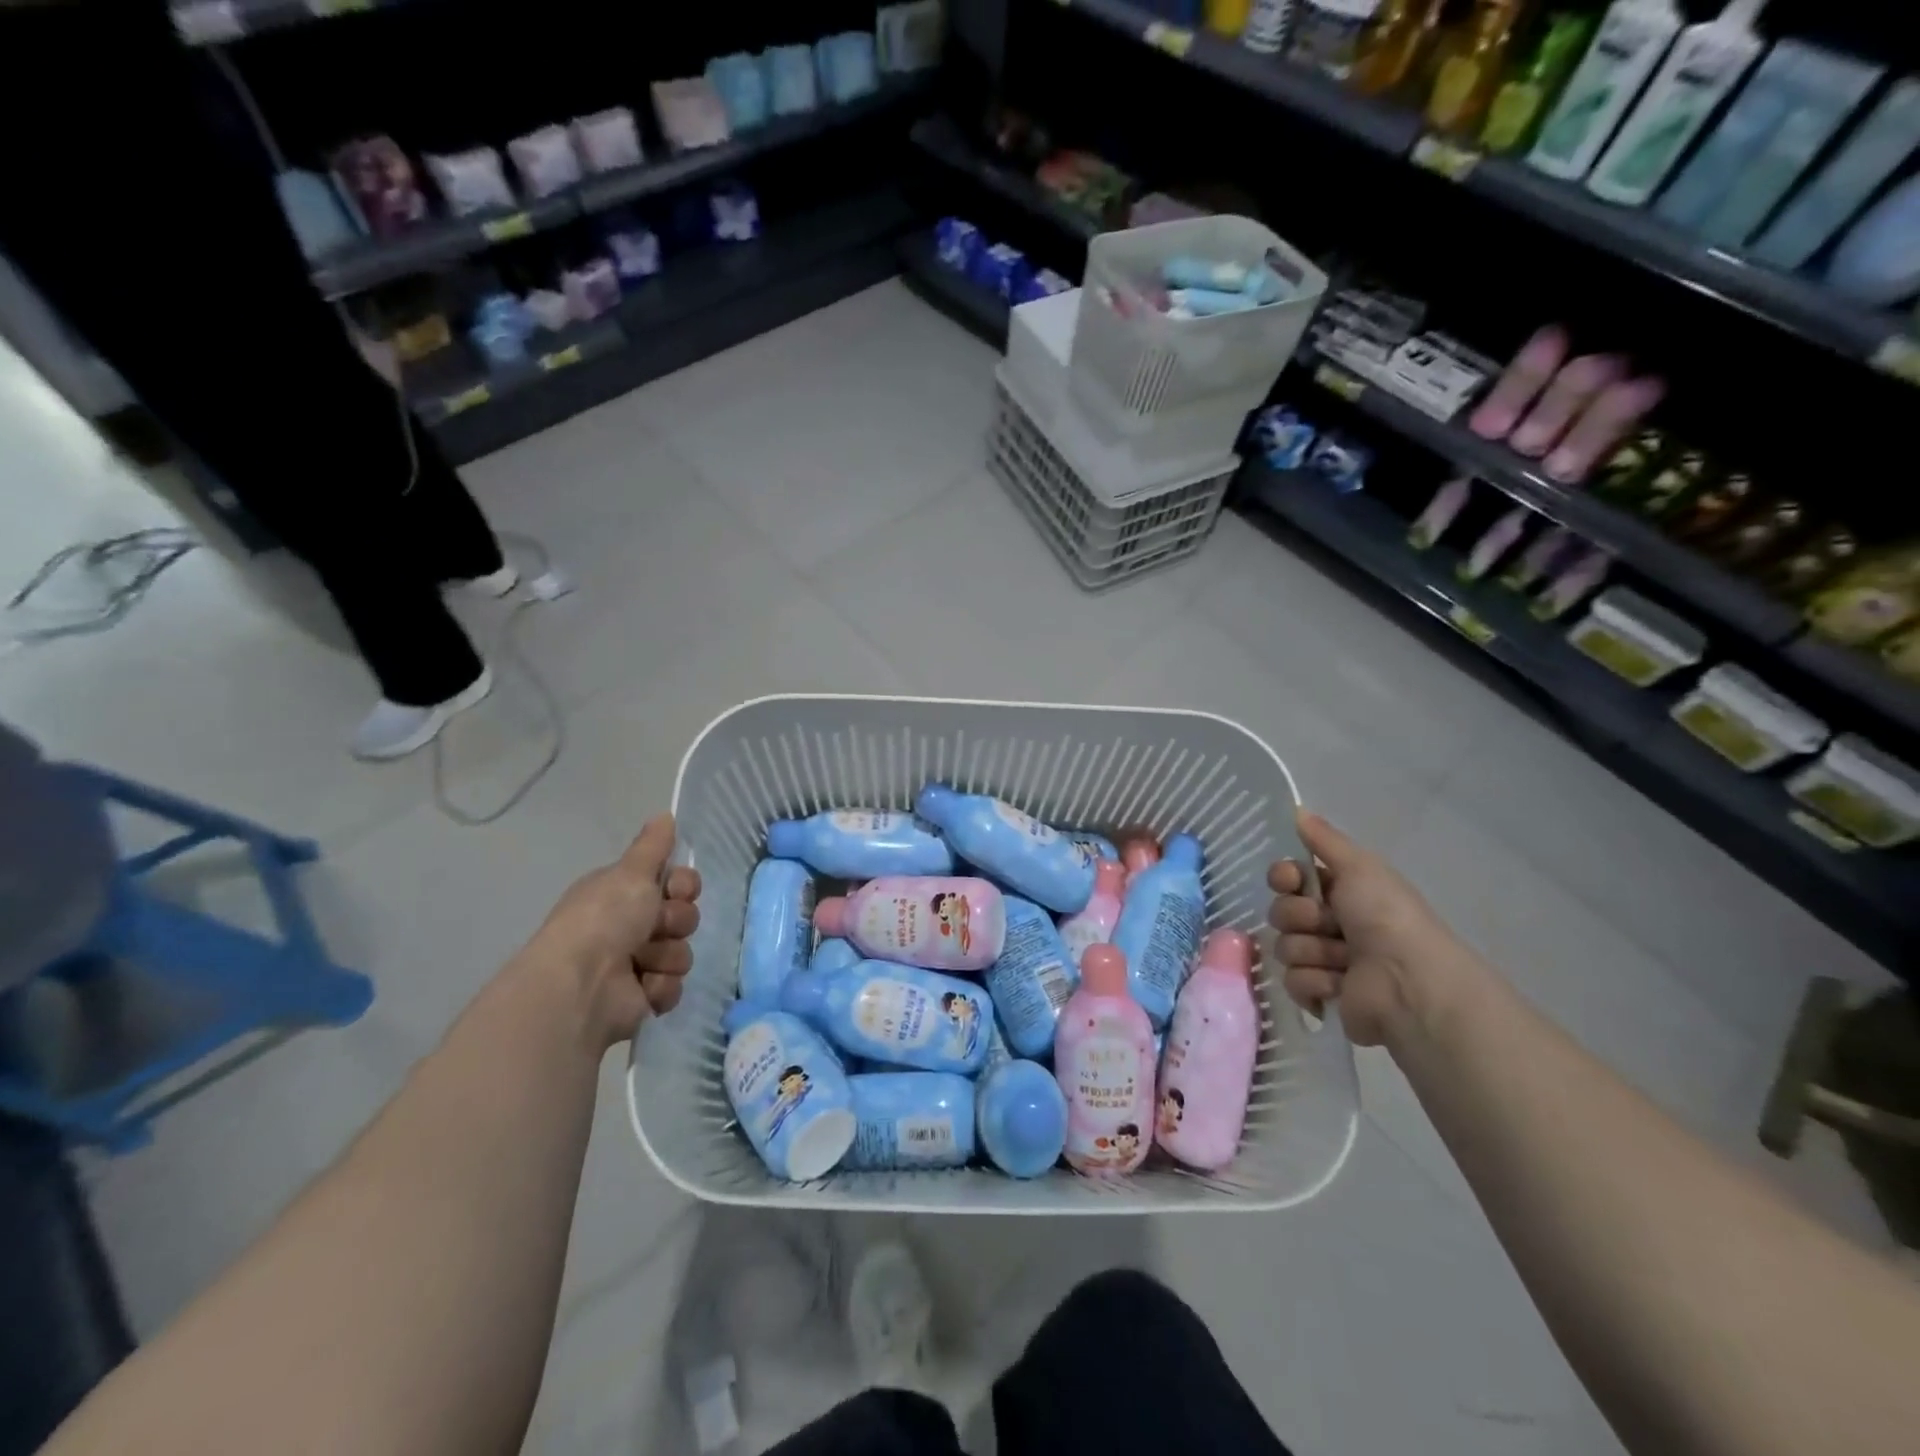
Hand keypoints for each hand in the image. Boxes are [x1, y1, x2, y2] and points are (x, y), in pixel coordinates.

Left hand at [520, 814, 701, 1050]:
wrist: (581, 985)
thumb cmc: (604, 920)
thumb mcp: (630, 873)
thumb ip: (652, 846)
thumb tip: (665, 814)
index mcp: (622, 894)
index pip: (675, 883)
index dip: (684, 885)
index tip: (677, 889)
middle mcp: (628, 927)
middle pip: (683, 917)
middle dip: (676, 922)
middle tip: (657, 927)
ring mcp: (635, 964)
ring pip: (681, 953)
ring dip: (666, 956)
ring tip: (641, 962)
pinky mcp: (642, 998)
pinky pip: (673, 986)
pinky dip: (660, 987)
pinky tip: (641, 988)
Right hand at [1266, 809, 1458, 1046]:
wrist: (1409, 982)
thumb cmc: (1386, 917)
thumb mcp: (1360, 866)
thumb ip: (1324, 839)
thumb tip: (1296, 809)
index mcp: (1342, 893)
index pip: (1289, 878)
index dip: (1283, 877)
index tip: (1289, 880)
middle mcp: (1332, 924)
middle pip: (1282, 912)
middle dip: (1299, 917)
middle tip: (1329, 924)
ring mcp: (1326, 961)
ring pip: (1285, 947)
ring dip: (1312, 951)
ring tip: (1342, 959)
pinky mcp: (1322, 995)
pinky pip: (1293, 981)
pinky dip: (1316, 981)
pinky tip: (1339, 984)